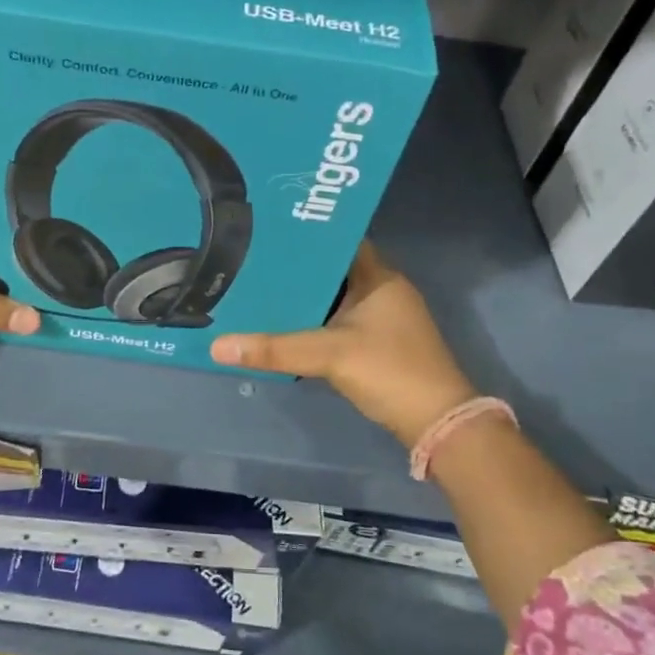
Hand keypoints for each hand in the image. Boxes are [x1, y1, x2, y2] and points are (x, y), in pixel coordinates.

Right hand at [211, 241, 474, 446]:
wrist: (437, 423)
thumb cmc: (389, 371)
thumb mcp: (328, 355)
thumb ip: (275, 349)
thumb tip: (217, 345)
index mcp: (379, 277)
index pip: (340, 240)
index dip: (307, 235)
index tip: (269, 232)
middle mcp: (383, 291)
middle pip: (333, 270)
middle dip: (297, 269)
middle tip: (254, 262)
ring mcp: (383, 319)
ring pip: (336, 298)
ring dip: (305, 298)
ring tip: (260, 289)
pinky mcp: (379, 345)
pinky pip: (339, 322)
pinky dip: (315, 322)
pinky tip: (285, 326)